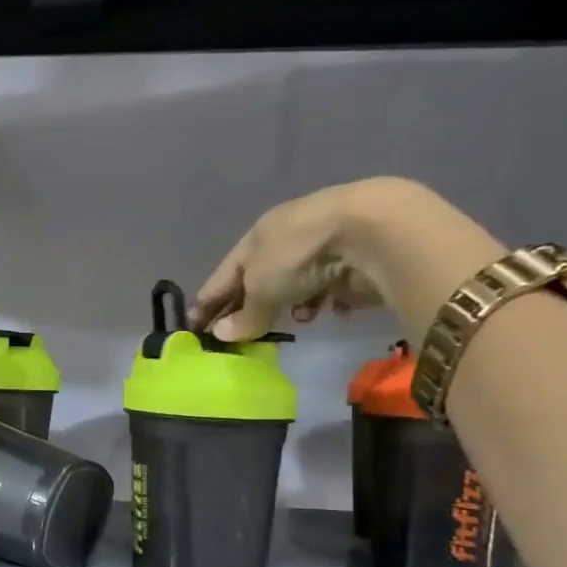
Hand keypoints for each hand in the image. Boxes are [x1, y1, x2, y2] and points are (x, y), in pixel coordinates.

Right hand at [192, 176, 451, 339]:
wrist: (371, 231)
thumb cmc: (299, 253)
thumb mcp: (261, 287)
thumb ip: (244, 314)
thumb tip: (222, 335)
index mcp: (258, 236)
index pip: (224, 273)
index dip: (208, 300)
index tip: (195, 326)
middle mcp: (287, 238)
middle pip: (259, 279)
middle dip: (248, 305)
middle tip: (237, 335)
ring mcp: (321, 248)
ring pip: (295, 284)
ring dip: (289, 305)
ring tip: (292, 322)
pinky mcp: (351, 262)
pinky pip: (329, 289)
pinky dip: (323, 302)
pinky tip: (325, 313)